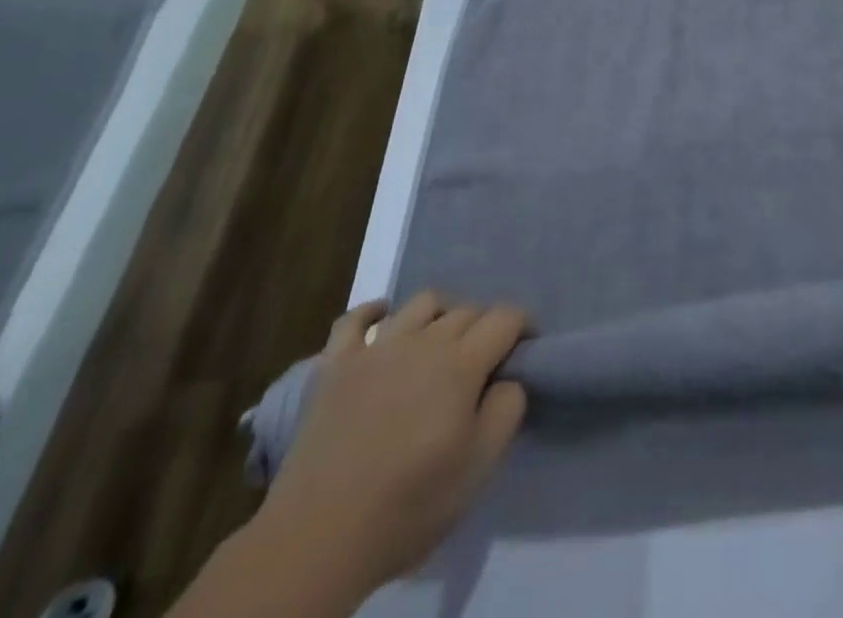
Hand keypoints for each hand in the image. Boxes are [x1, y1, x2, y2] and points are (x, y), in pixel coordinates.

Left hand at [251, 293, 528, 595]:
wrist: (317, 538)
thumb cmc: (408, 505)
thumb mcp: (478, 468)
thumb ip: (506, 411)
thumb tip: (508, 379)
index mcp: (461, 364)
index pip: (505, 317)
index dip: (523, 325)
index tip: (525, 348)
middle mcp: (423, 341)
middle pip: (466, 310)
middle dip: (483, 326)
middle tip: (482, 361)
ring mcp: (375, 348)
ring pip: (420, 303)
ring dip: (439, 314)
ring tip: (438, 342)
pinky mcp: (335, 365)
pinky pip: (355, 318)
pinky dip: (373, 311)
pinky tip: (383, 320)